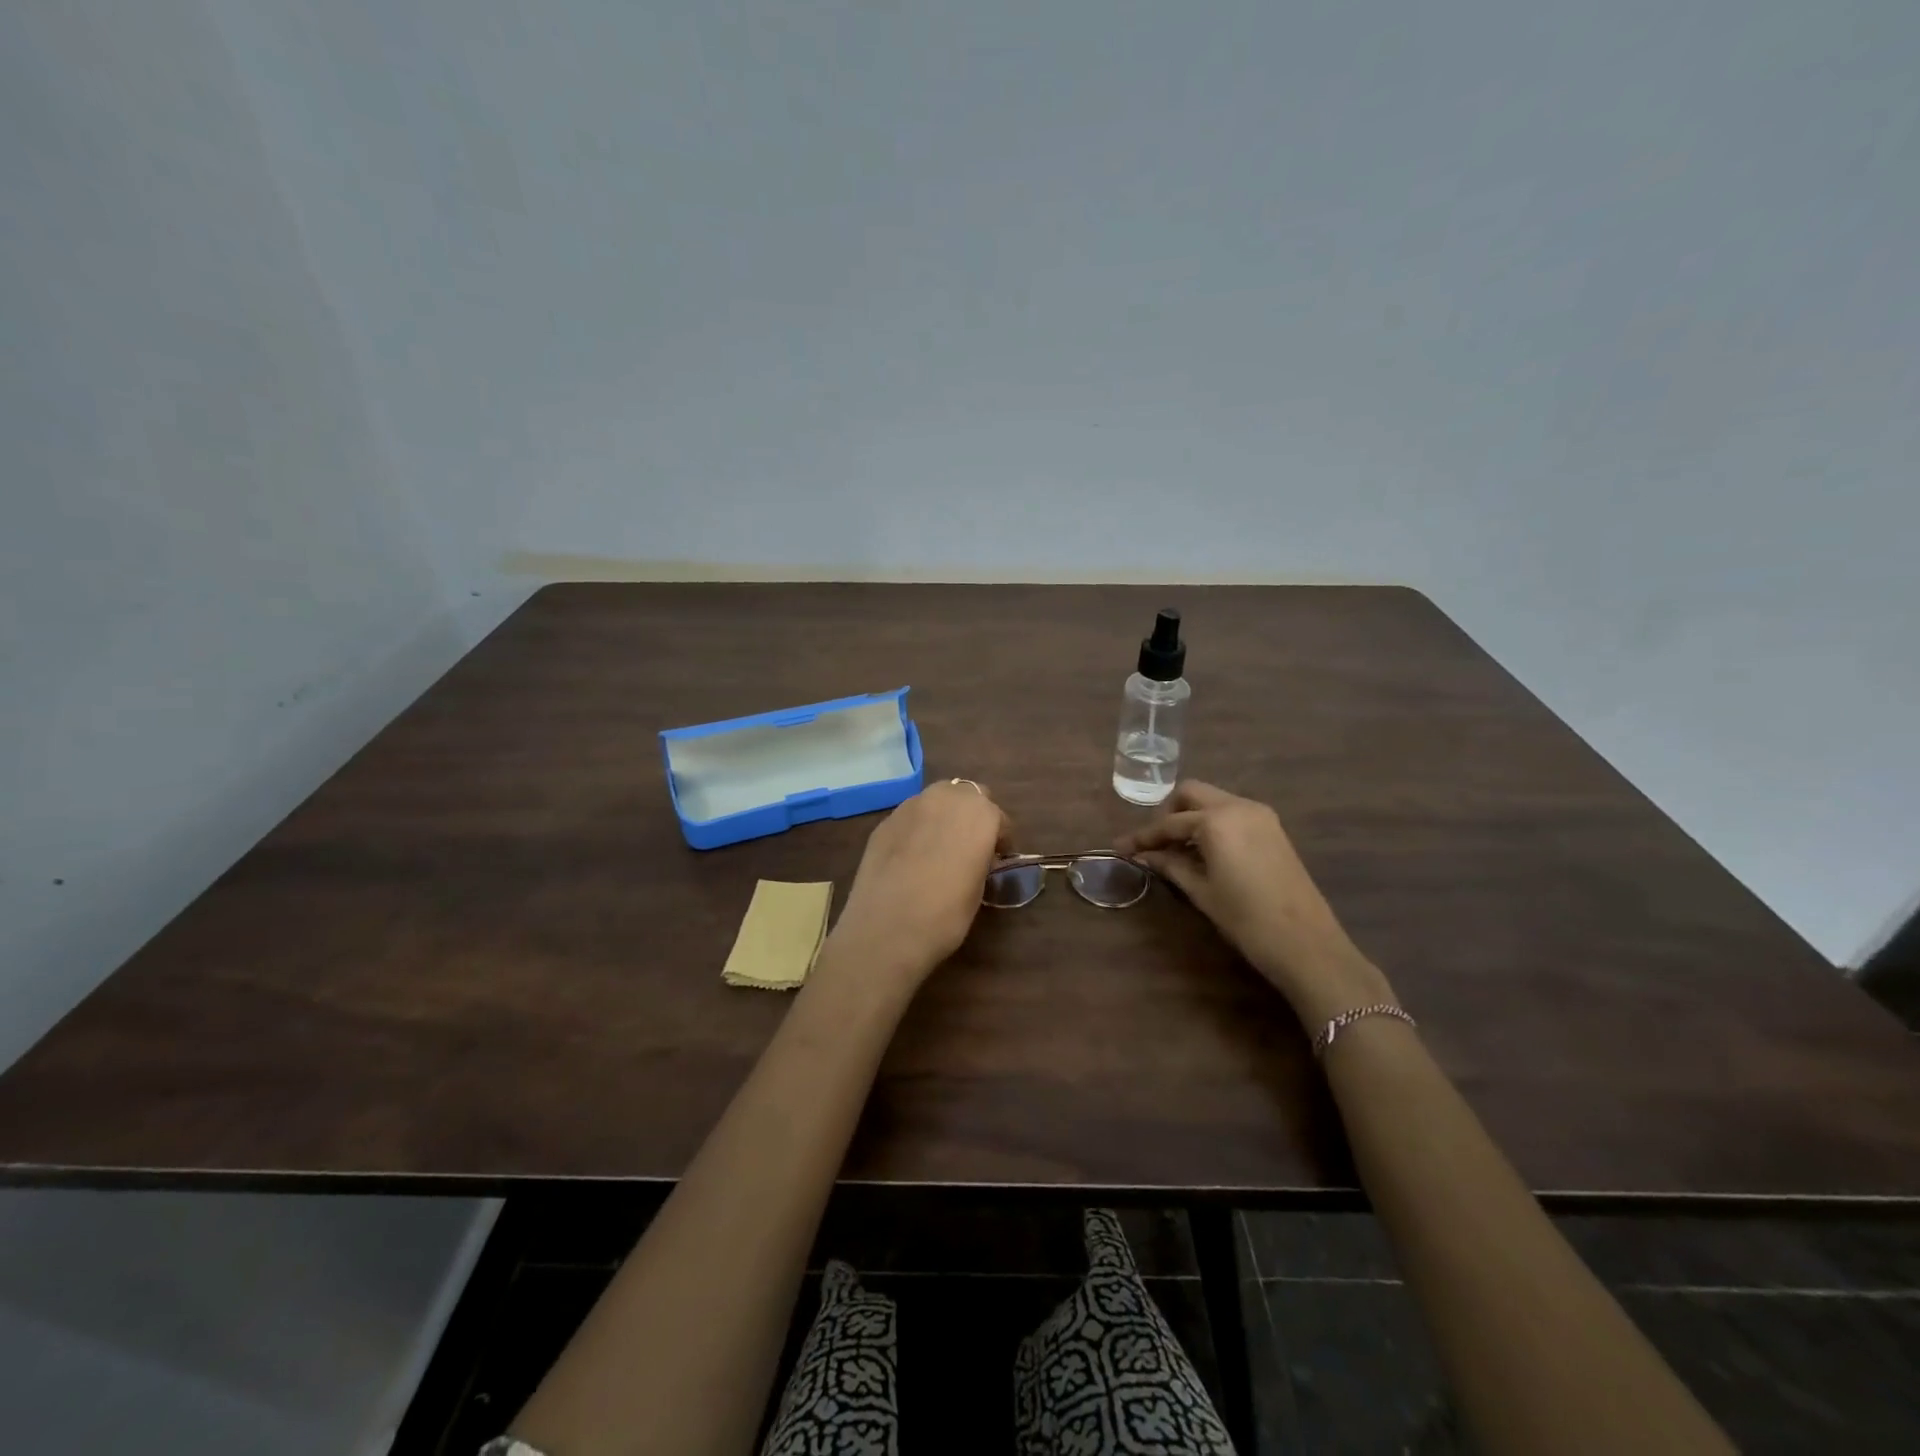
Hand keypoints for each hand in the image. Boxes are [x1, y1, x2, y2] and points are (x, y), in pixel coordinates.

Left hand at [827, 780, 1010, 988]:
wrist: (886, 928)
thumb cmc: (946, 915)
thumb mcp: (979, 889)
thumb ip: (981, 860)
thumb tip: (976, 856)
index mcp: (980, 814)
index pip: (999, 818)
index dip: (1000, 839)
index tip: (997, 859)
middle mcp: (946, 798)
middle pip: (967, 795)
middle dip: (972, 815)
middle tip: (969, 846)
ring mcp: (911, 806)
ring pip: (936, 799)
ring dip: (943, 815)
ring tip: (939, 846)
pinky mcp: (885, 820)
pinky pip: (911, 816)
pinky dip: (917, 827)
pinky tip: (911, 855)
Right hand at [1117, 781, 1395, 1028]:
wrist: (1307, 944)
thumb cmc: (1246, 919)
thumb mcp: (1201, 891)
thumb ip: (1171, 865)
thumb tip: (1145, 855)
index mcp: (1216, 820)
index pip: (1168, 823)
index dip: (1142, 837)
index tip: (1120, 848)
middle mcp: (1238, 806)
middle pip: (1191, 794)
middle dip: (1167, 814)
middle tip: (1153, 843)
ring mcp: (1260, 815)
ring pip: (1213, 801)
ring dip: (1190, 817)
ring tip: (1174, 850)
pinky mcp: (1273, 829)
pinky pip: (1232, 813)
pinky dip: (1212, 823)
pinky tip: (1203, 851)